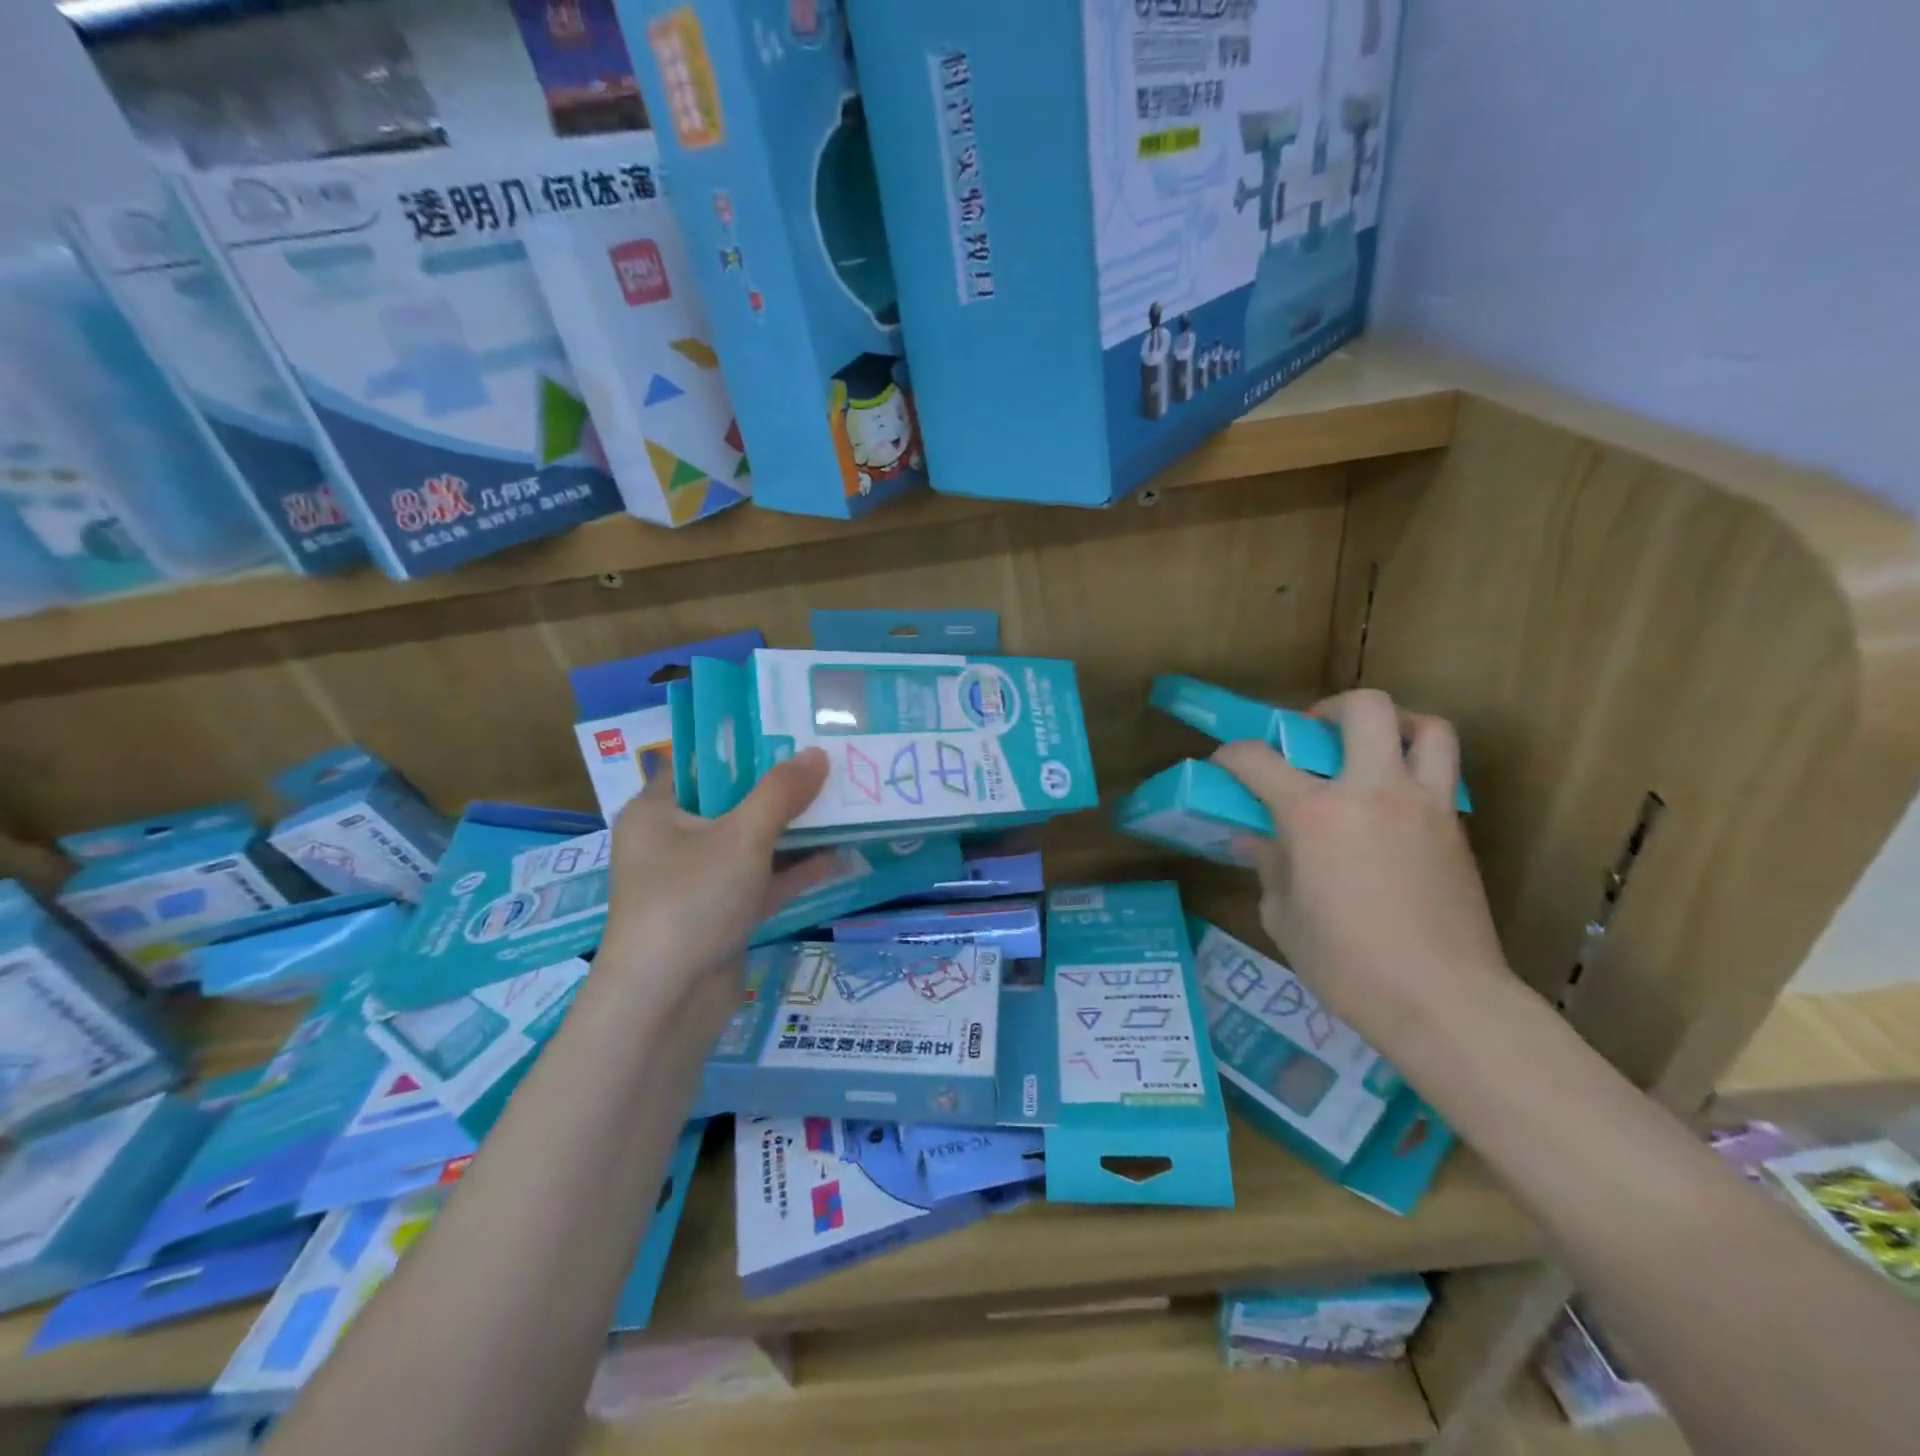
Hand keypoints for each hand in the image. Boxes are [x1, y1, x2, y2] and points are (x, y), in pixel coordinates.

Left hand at [595, 748, 835, 1032]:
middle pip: (732, 802)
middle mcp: (673, 841)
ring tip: (842, 803)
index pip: (700, 763)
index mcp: (657, 811)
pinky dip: (793, 871)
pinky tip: (838, 856)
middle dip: (780, 788)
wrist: (666, 1005)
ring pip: (751, 844)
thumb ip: (781, 793)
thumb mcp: (741, 837)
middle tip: (827, 762)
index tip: (789, 731)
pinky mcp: (720, 915)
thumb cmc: (691, 901)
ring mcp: (698, 882)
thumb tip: (818, 754)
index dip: (744, 745)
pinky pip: (761, 881)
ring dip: (793, 830)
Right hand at [1213, 689, 1510, 1055]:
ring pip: (1427, 728)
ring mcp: (1423, 806)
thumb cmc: (1346, 964)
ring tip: (1372, 749)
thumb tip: (1257, 839)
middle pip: (1364, 708)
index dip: (1231, 754)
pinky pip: (1442, 775)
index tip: (1224, 764)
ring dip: (1395, 725)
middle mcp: (1371, 791)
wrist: (1443, 1000)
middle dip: (1330, 709)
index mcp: (1314, 814)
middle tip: (1313, 735)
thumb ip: (1269, 865)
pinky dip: (1415, 772)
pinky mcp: (1457, 829)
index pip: (1258, 759)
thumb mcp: (1283, 916)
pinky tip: (1393, 808)